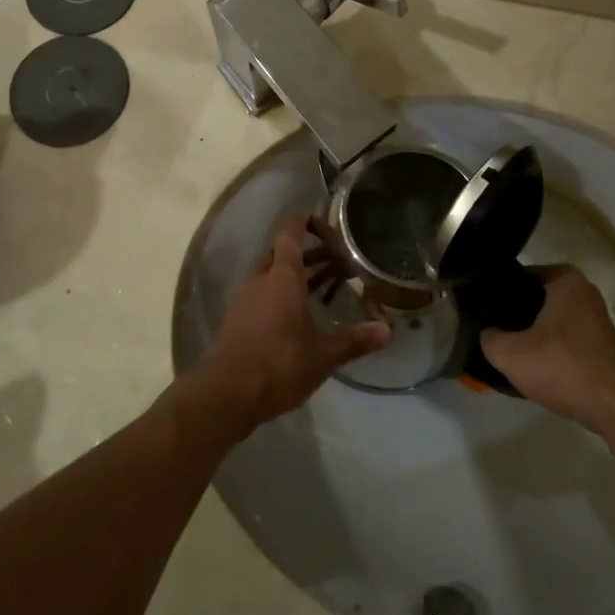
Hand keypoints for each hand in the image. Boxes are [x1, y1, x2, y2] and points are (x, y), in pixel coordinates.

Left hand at [196, 214, 391, 431]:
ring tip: (321, 290)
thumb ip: (354, 340)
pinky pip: (261, 291)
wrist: (226, 393)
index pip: (291, 230)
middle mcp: (261, 278)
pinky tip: (297, 316)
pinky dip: (280, 293)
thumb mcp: (323, 356)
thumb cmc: (278, 364)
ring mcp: (245, 297)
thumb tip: (387, 330)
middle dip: (308, 253)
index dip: (308, 221)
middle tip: (335, 265)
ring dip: (294, 274)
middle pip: (282, 251)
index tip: (329, 228)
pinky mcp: (237, 317)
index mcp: (282, 276)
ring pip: (270, 272)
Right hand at [478, 266, 614, 433]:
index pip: (519, 276)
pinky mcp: (601, 349)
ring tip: (508, 354)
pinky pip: (564, 344)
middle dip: (514, 316)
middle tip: (490, 332)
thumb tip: (487, 335)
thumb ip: (489, 339)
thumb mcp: (511, 354)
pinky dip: (549, 355)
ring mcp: (595, 322)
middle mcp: (583, 293)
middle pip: (535, 300)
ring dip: (531, 338)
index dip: (497, 292)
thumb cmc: (564, 366)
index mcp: (564, 280)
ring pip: (550, 324)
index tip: (481, 310)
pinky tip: (533, 372)